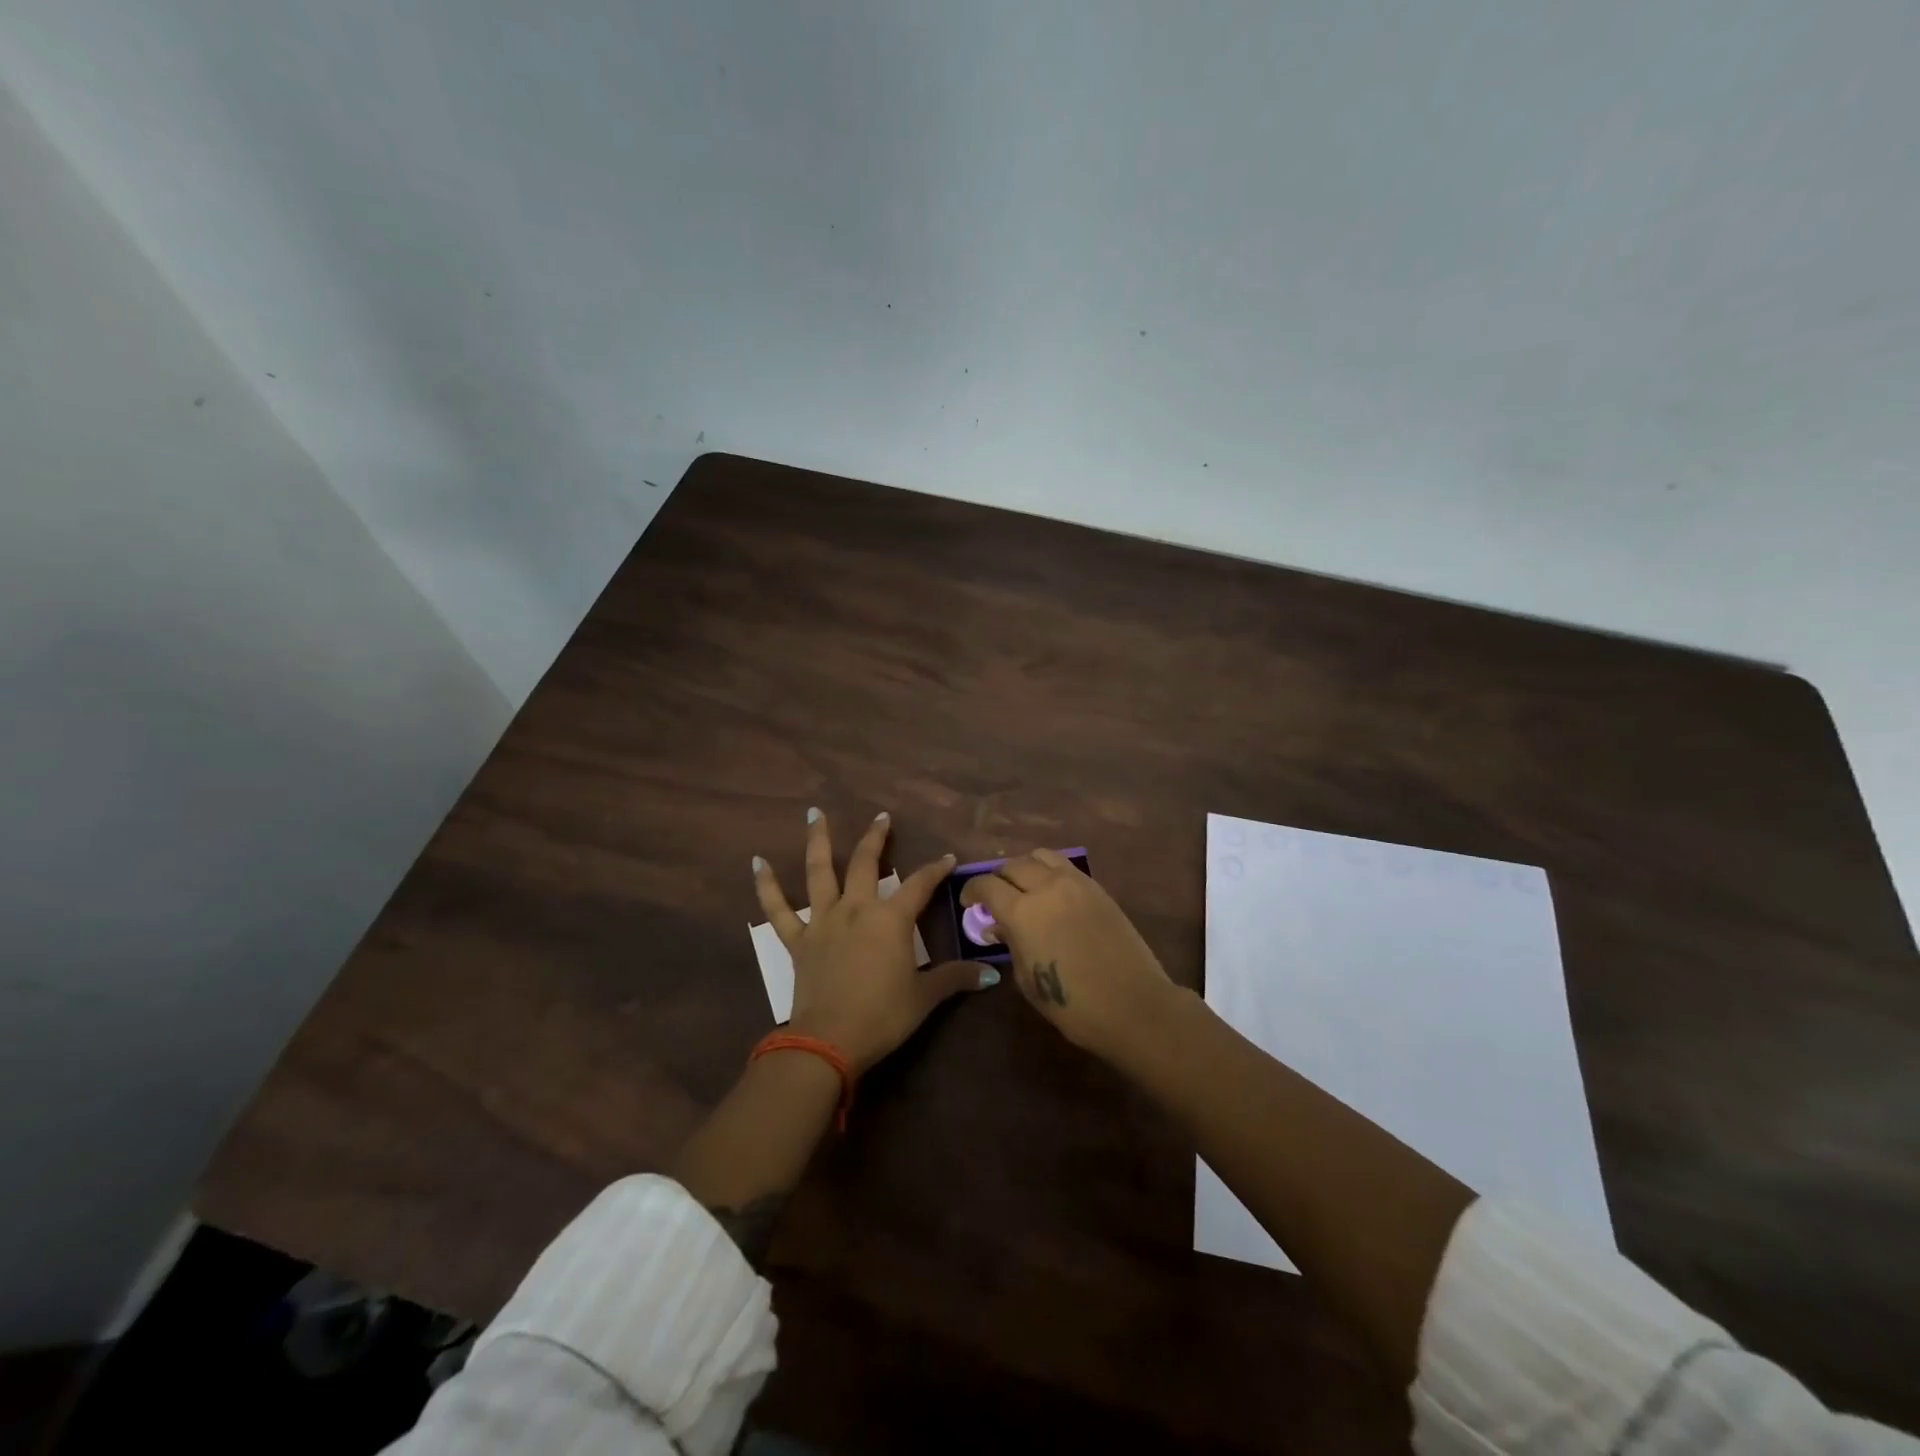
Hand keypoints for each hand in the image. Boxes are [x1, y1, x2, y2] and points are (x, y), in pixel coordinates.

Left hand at [753, 808, 996, 1072]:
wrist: (830, 1040)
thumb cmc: (883, 1016)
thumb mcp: (925, 997)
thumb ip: (955, 978)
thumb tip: (990, 974)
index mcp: (890, 919)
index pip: (920, 885)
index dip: (936, 869)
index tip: (948, 857)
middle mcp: (856, 909)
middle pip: (865, 863)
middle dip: (876, 838)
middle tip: (881, 817)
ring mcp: (823, 921)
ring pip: (819, 871)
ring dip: (817, 840)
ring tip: (814, 813)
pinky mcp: (798, 940)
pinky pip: (777, 909)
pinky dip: (766, 885)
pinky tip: (757, 862)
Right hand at [960, 849, 1177, 1064]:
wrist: (1133, 1005)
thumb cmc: (1073, 1004)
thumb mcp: (1028, 980)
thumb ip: (1010, 945)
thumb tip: (998, 926)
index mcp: (1023, 911)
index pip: (987, 885)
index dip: (972, 891)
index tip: (968, 903)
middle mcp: (1047, 887)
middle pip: (1012, 865)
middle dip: (997, 878)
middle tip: (994, 897)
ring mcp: (1076, 883)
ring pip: (1041, 856)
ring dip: (1025, 867)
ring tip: (1023, 887)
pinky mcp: (1098, 888)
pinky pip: (1065, 866)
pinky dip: (1050, 871)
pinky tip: (1051, 892)